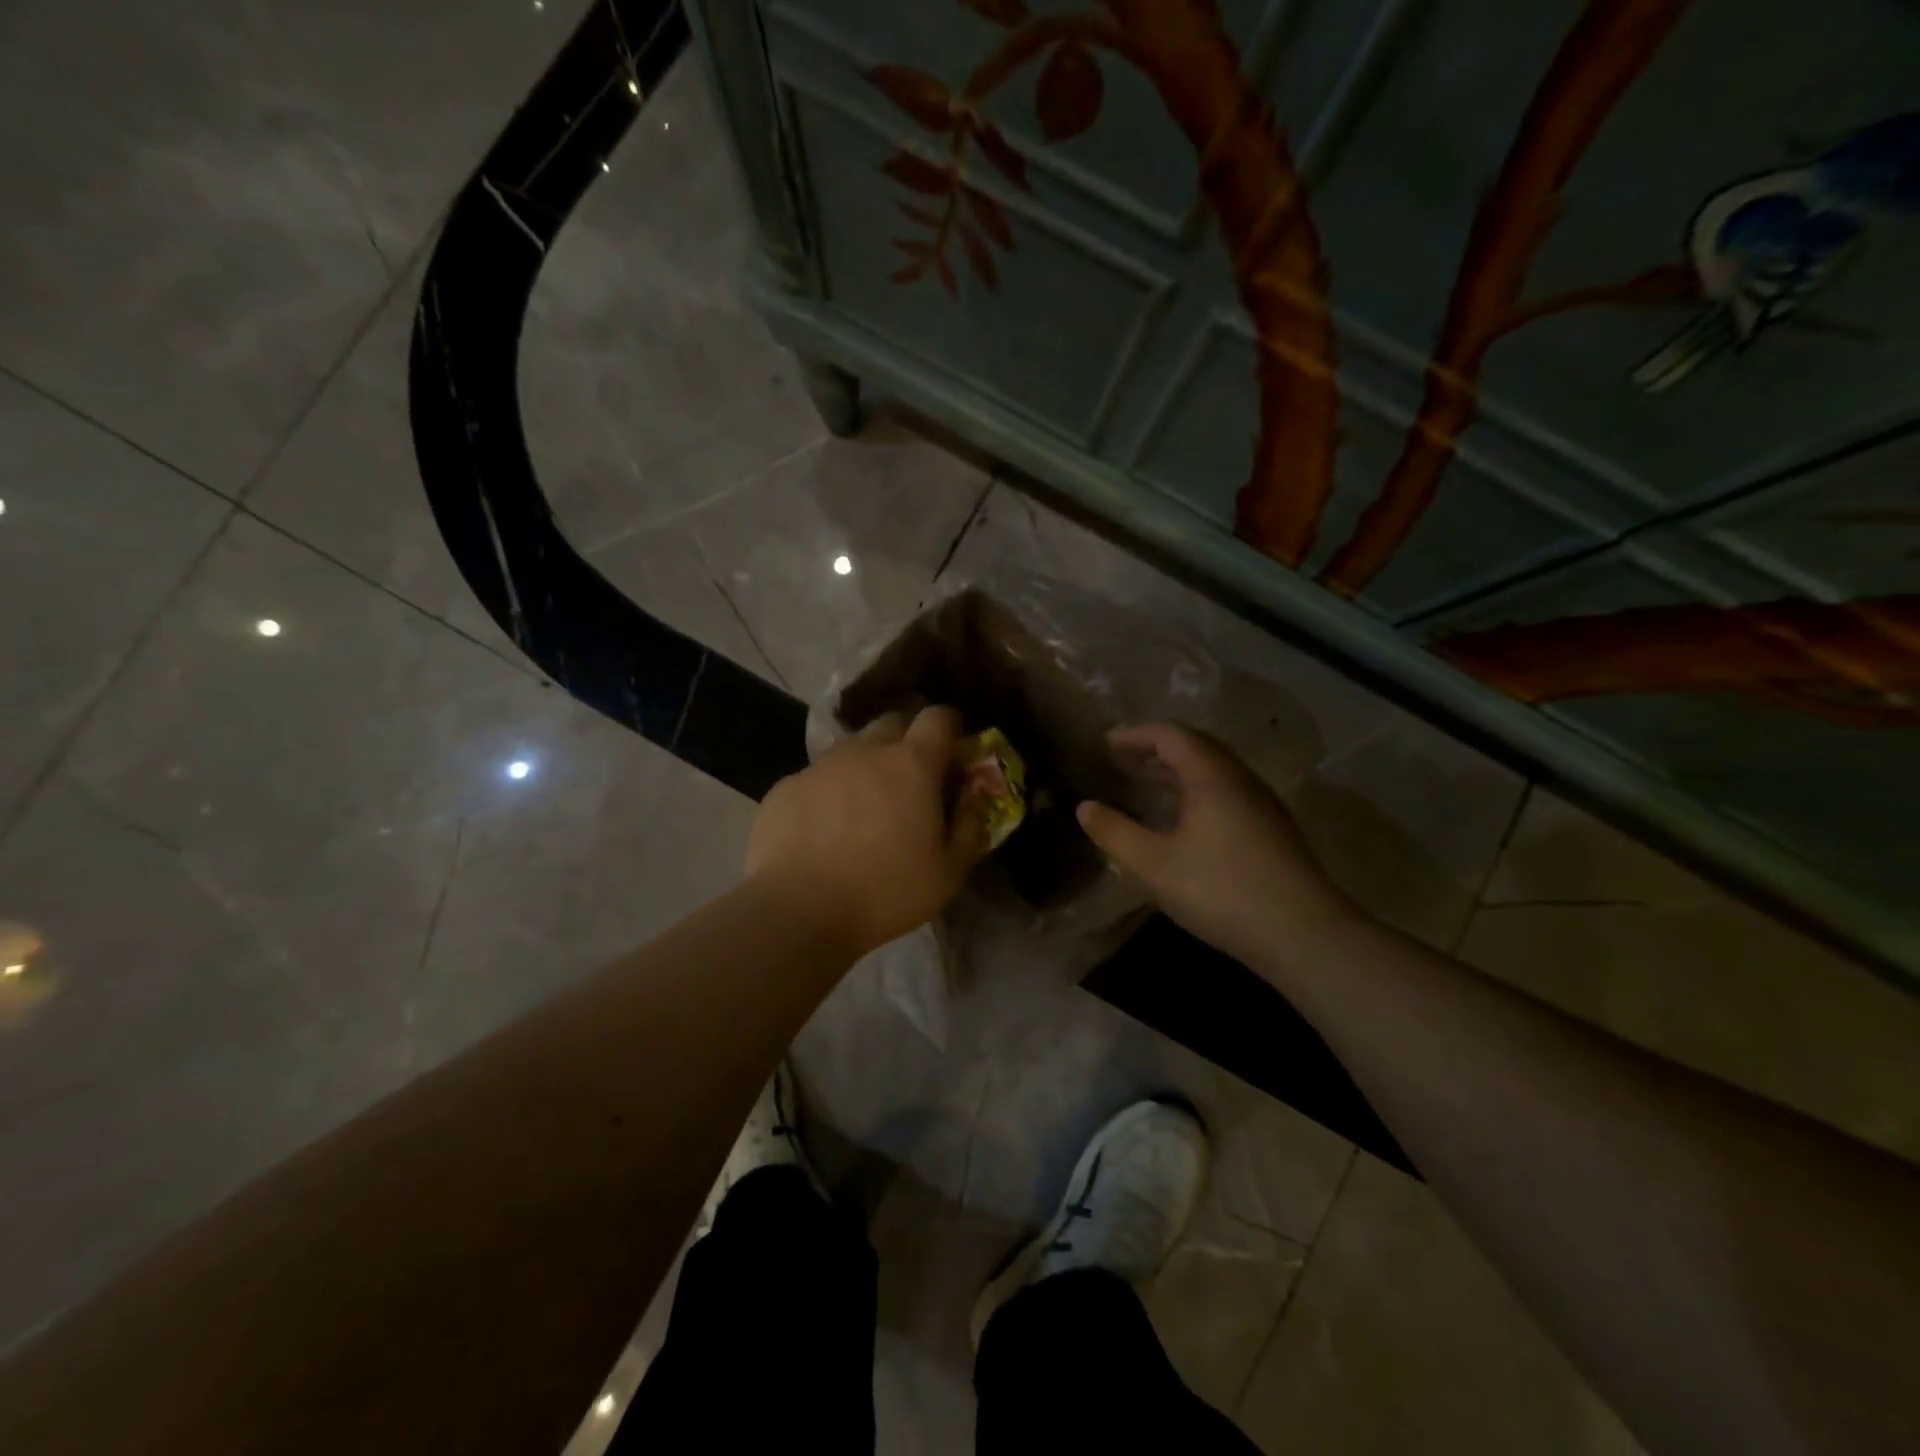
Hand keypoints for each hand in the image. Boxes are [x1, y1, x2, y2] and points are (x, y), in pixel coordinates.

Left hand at [746, 705, 990, 958]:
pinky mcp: (786, 786)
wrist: (798, 911)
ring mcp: (820, 765)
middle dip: (906, 741)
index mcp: (912, 764)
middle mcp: (866, 751)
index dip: (949, 727)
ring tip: (863, 807)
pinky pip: (816, 776)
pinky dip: (828, 792)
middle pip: (892, 723)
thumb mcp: (949, 873)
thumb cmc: (886, 892)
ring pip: (851, 749)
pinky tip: (823, 829)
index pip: (938, 717)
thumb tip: (976, 798)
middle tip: (909, 781)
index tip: (952, 751)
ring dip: (865, 766)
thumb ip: (970, 827)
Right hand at [1077, 722, 1361, 967]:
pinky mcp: (1272, 829)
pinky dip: (1195, 790)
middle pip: (1195, 747)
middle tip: (1121, 759)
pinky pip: (1225, 791)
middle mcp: (1240, 779)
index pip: (1170, 735)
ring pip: (1213, 771)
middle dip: (1155, 749)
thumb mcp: (1155, 865)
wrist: (1304, 934)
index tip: (1105, 742)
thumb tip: (1085, 807)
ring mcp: (1261, 803)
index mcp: (1211, 776)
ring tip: (1145, 783)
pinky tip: (1183, 819)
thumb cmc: (1222, 890)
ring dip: (1176, 770)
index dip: (1135, 734)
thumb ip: (1116, 833)